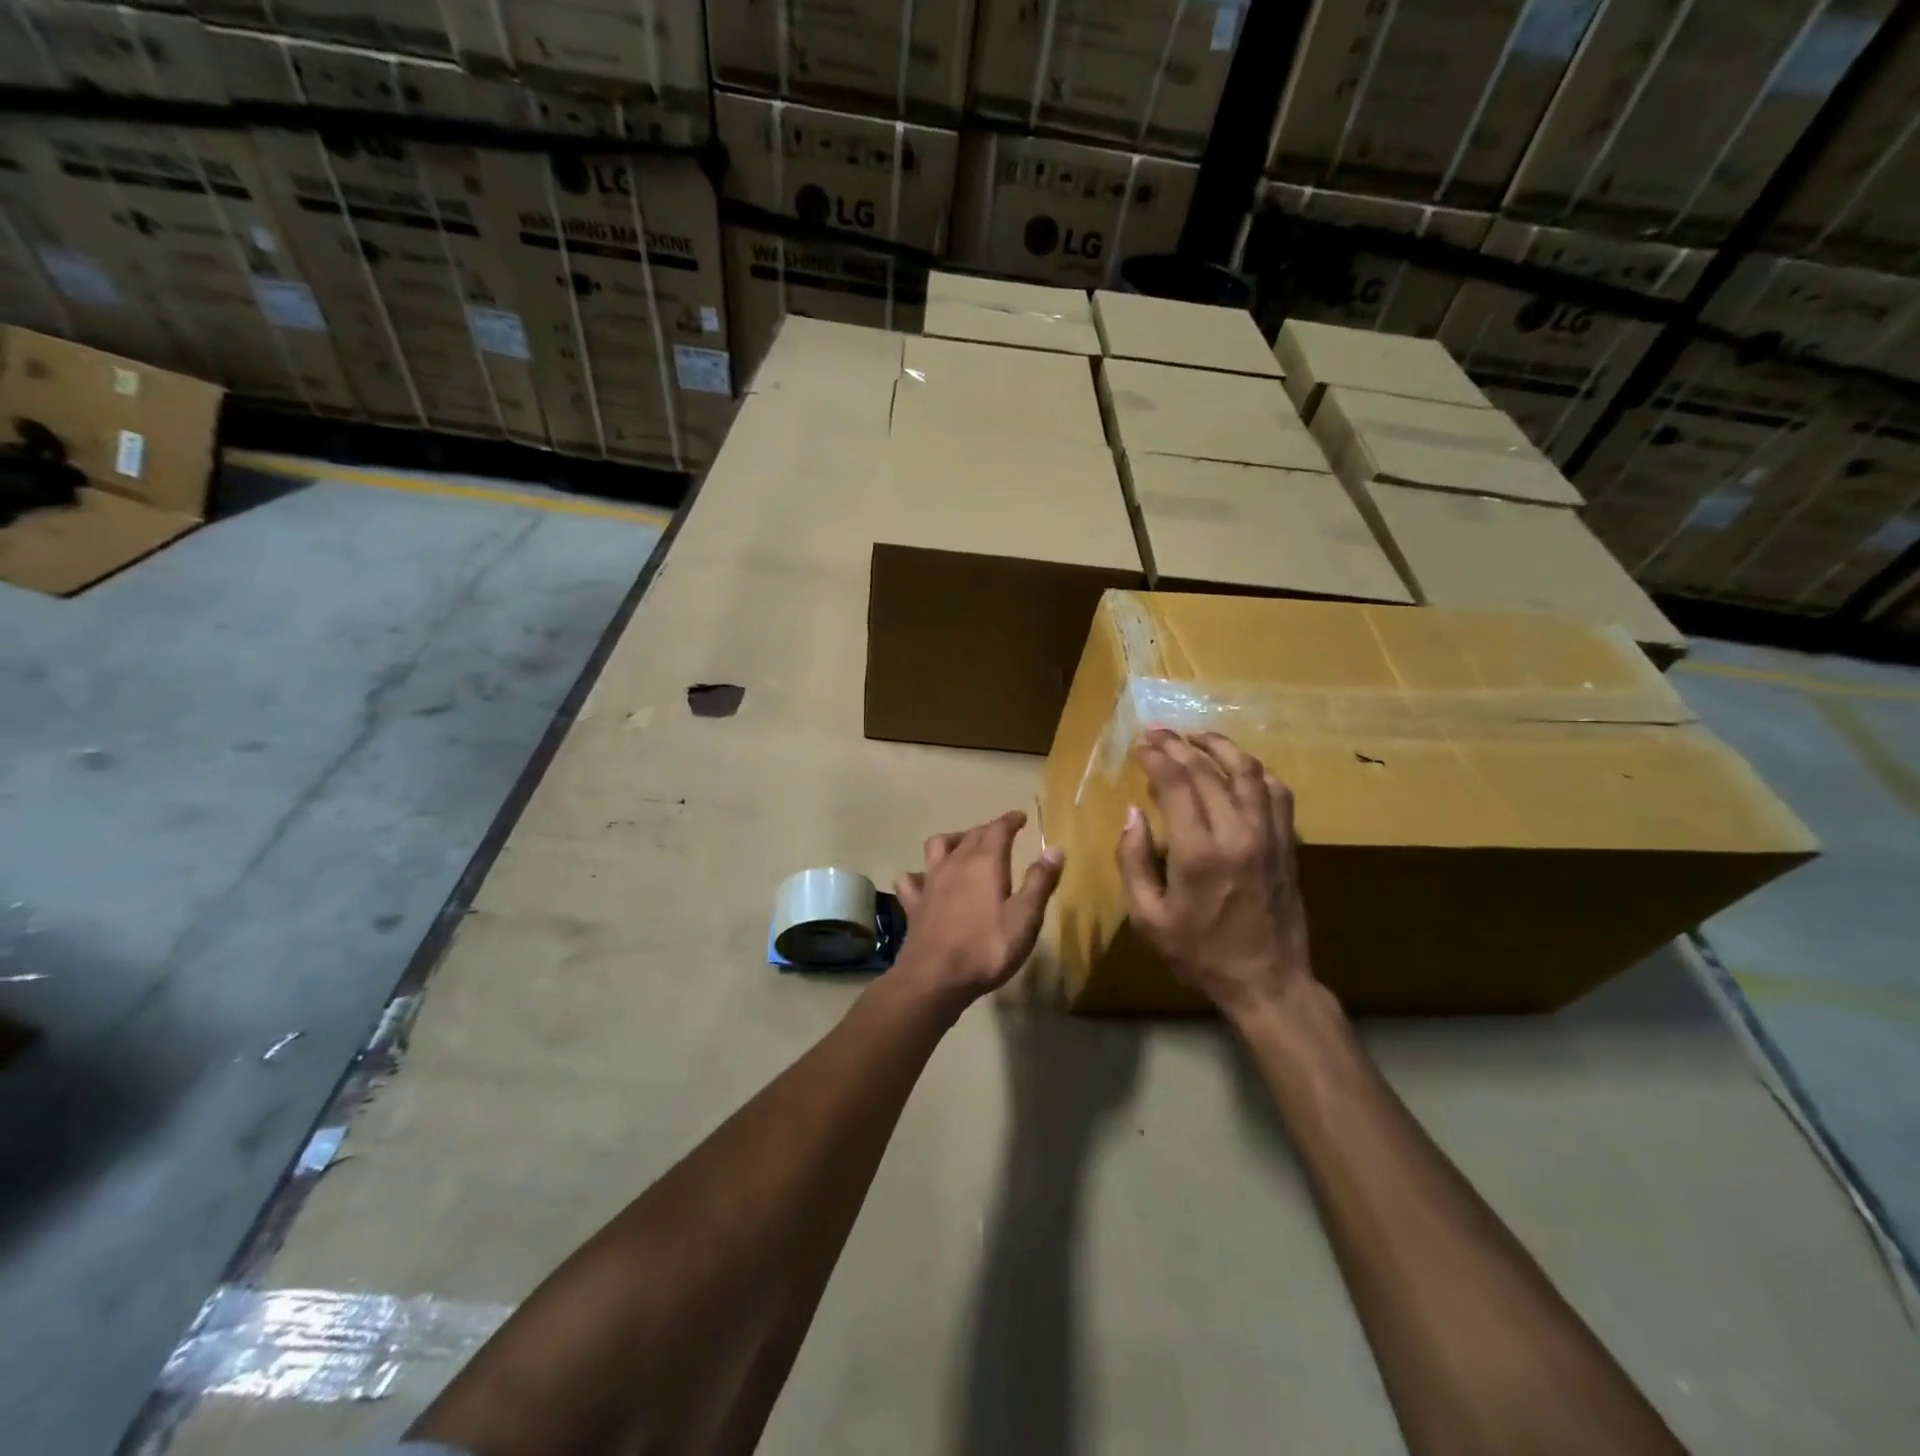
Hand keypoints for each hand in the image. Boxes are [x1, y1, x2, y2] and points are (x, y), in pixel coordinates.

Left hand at [894, 810, 1063, 1011]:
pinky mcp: (914, 903)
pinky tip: (924, 881)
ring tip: (963, 846)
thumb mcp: (1025, 919)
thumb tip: (1054, 850)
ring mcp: (930, 882)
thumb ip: (1040, 883)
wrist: (934, 978)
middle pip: (971, 835)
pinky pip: (911, 879)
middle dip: (988, 830)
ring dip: (953, 840)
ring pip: (938, 846)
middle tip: (1001, 834)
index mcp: (985, 863)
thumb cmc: (986, 949)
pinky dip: (918, 874)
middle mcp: (955, 863)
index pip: (998, 829)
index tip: (1020, 817)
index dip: (1010, 820)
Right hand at [1116, 728, 1314, 1021]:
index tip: (1140, 744)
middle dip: (1179, 745)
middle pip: (1207, 771)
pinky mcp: (1287, 843)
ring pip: (1247, 772)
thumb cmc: (1200, 953)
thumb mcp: (1149, 918)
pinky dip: (1256, 771)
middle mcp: (1236, 833)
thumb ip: (1134, 861)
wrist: (1267, 981)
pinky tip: (1240, 767)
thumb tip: (1132, 814)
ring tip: (1196, 736)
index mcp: (1198, 852)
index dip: (1156, 757)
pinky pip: (1276, 793)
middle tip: (1158, 732)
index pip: (1176, 783)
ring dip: (1220, 747)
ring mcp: (1268, 835)